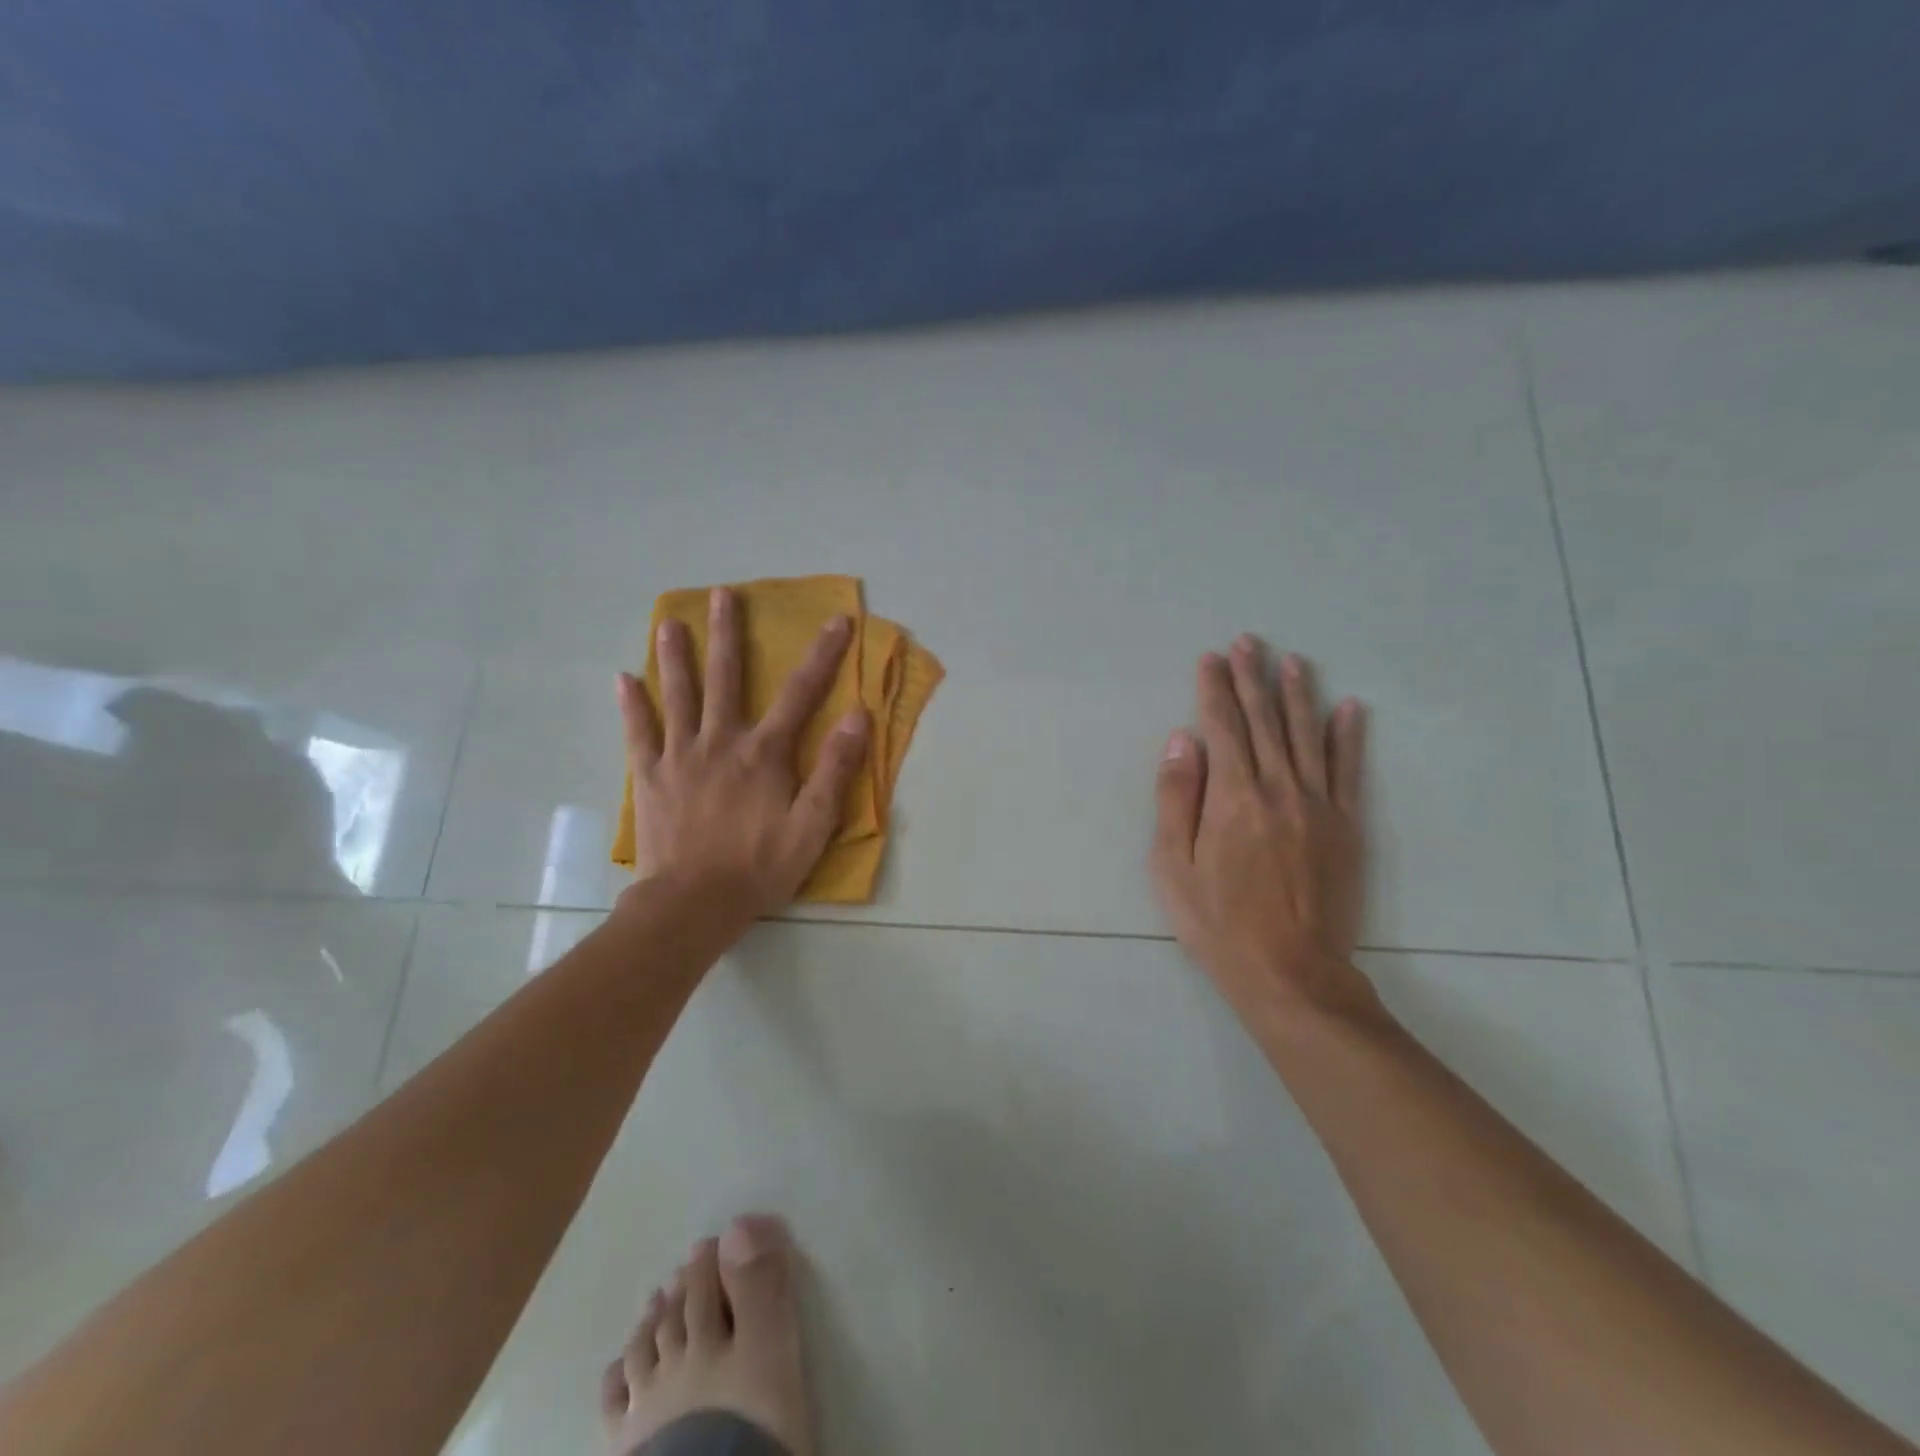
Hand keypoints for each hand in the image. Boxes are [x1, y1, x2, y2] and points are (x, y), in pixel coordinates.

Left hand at [618, 587, 868, 918]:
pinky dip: (632, 706)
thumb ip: (835, 769)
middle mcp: (721, 742)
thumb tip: (857, 716)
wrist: (693, 903)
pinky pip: (639, 733)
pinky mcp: (650, 777)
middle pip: (726, 678)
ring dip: (675, 657)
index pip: (801, 693)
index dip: (823, 655)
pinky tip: (623, 679)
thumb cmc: (759, 866)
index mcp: (764, 753)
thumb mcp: (813, 825)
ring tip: (669, 621)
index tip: (837, 620)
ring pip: (678, 695)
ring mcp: (680, 756)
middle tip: (723, 595)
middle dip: (728, 634)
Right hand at [1151, 637, 1373, 1024]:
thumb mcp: (1171, 865)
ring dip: (1297, 694)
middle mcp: (1278, 789)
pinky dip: (1348, 736)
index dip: (1214, 689)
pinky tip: (1349, 707)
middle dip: (1252, 678)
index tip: (1210, 658)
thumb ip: (1176, 798)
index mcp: (1232, 797)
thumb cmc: (1217, 921)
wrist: (1289, 972)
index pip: (1222, 727)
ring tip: (1291, 660)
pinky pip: (1349, 770)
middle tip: (1248, 641)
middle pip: (1264, 721)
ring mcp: (1318, 805)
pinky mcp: (1346, 826)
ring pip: (1306, 735)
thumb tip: (1181, 740)